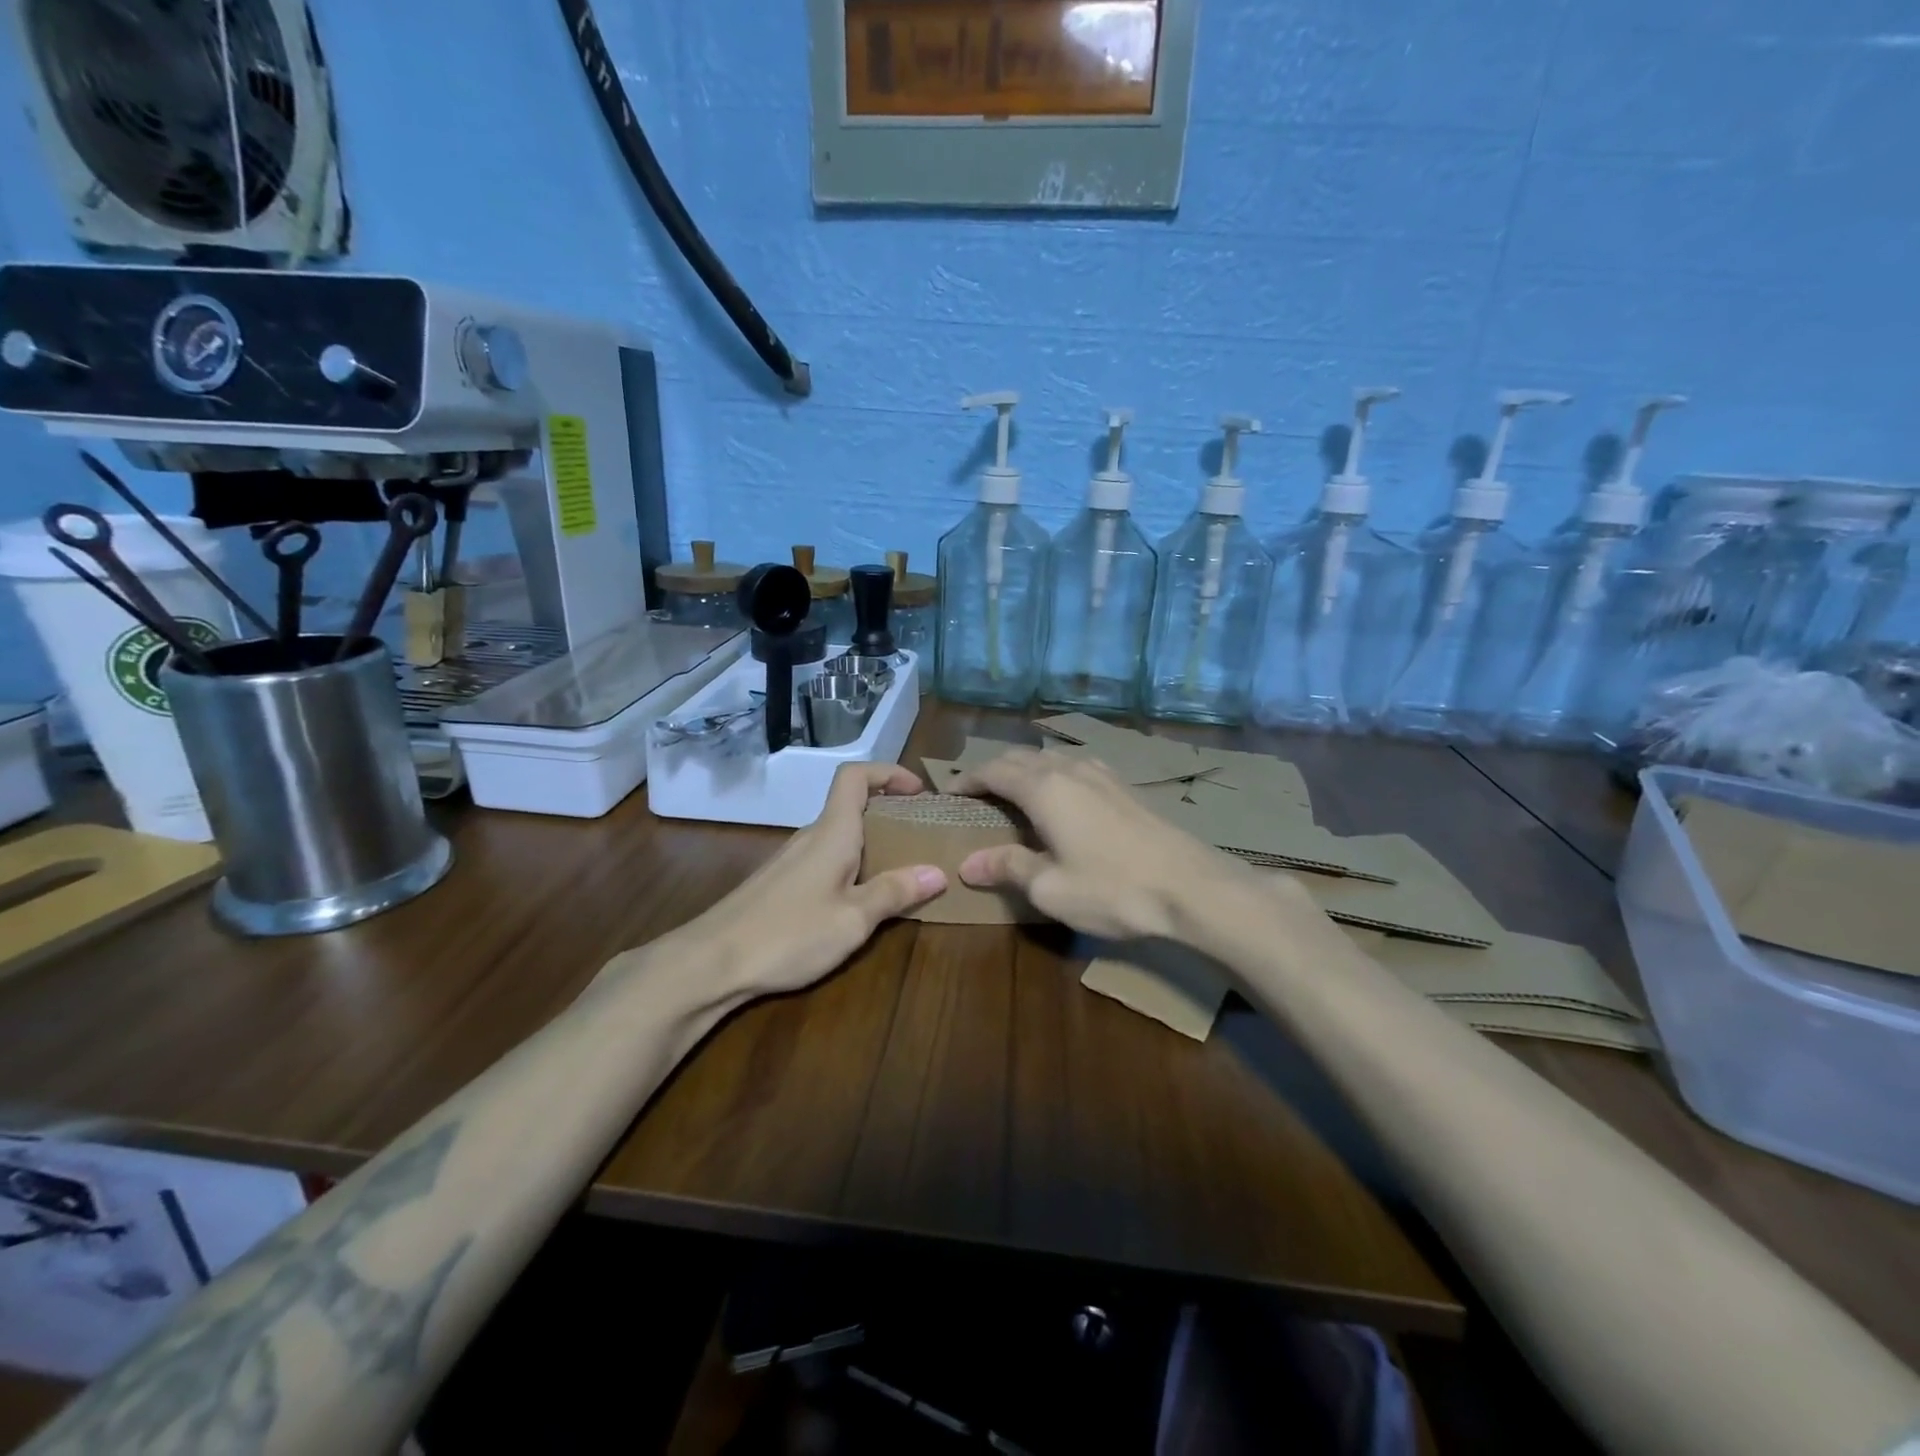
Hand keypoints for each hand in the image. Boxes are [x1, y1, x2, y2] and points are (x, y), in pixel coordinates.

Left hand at [665, 762, 946, 999]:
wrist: (711, 962)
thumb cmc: (789, 934)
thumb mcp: (853, 919)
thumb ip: (895, 892)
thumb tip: (937, 872)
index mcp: (832, 832)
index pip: (855, 776)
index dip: (888, 773)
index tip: (919, 791)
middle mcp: (811, 837)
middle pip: (852, 806)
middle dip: (890, 814)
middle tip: (922, 838)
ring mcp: (792, 860)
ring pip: (839, 836)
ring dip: (872, 843)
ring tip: (901, 872)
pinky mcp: (780, 884)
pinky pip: (825, 860)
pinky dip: (851, 866)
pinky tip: (859, 901)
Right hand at [952, 748, 1258, 942]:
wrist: (1192, 887)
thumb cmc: (1113, 889)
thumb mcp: (1050, 887)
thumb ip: (1008, 867)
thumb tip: (969, 863)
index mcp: (1044, 788)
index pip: (994, 771)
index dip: (967, 779)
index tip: (948, 793)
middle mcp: (1070, 769)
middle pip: (1020, 757)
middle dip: (993, 770)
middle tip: (975, 793)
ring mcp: (1102, 773)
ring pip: (1050, 758)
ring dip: (1025, 769)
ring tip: (1013, 793)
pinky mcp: (1125, 786)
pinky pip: (1075, 766)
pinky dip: (1053, 774)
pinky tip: (1061, 796)